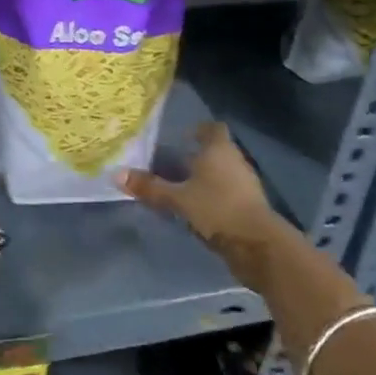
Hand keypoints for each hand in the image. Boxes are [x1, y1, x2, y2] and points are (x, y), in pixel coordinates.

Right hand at [118, 123, 292, 284]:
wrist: (258, 246)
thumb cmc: (217, 209)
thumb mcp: (178, 199)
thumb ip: (150, 187)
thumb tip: (117, 175)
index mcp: (219, 149)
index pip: (213, 128)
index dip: (199, 130)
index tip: (182, 137)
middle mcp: (236, 161)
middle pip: (217, 151)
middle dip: (198, 156)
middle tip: (173, 163)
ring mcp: (247, 185)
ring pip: (224, 173)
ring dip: (207, 178)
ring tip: (183, 187)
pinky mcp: (251, 207)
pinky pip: (229, 193)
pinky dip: (215, 197)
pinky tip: (199, 208)